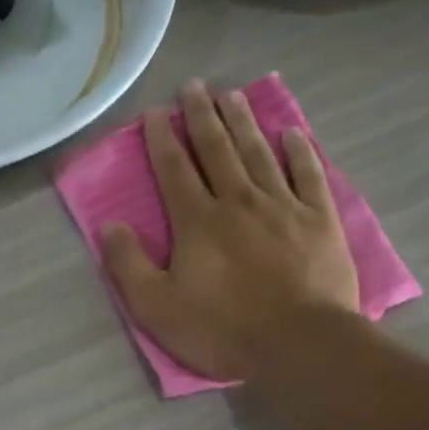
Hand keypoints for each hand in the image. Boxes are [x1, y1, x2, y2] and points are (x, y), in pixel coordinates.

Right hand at [101, 80, 360, 380]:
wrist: (299, 343)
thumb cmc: (222, 329)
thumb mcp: (157, 308)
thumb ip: (128, 266)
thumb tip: (109, 227)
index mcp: (197, 221)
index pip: (174, 169)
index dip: (161, 139)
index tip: (154, 112)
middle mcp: (238, 201)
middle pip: (217, 149)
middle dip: (201, 116)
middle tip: (194, 86)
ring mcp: (283, 206)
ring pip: (258, 153)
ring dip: (243, 122)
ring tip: (232, 95)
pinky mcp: (319, 219)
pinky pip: (308, 174)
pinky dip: (299, 151)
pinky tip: (290, 132)